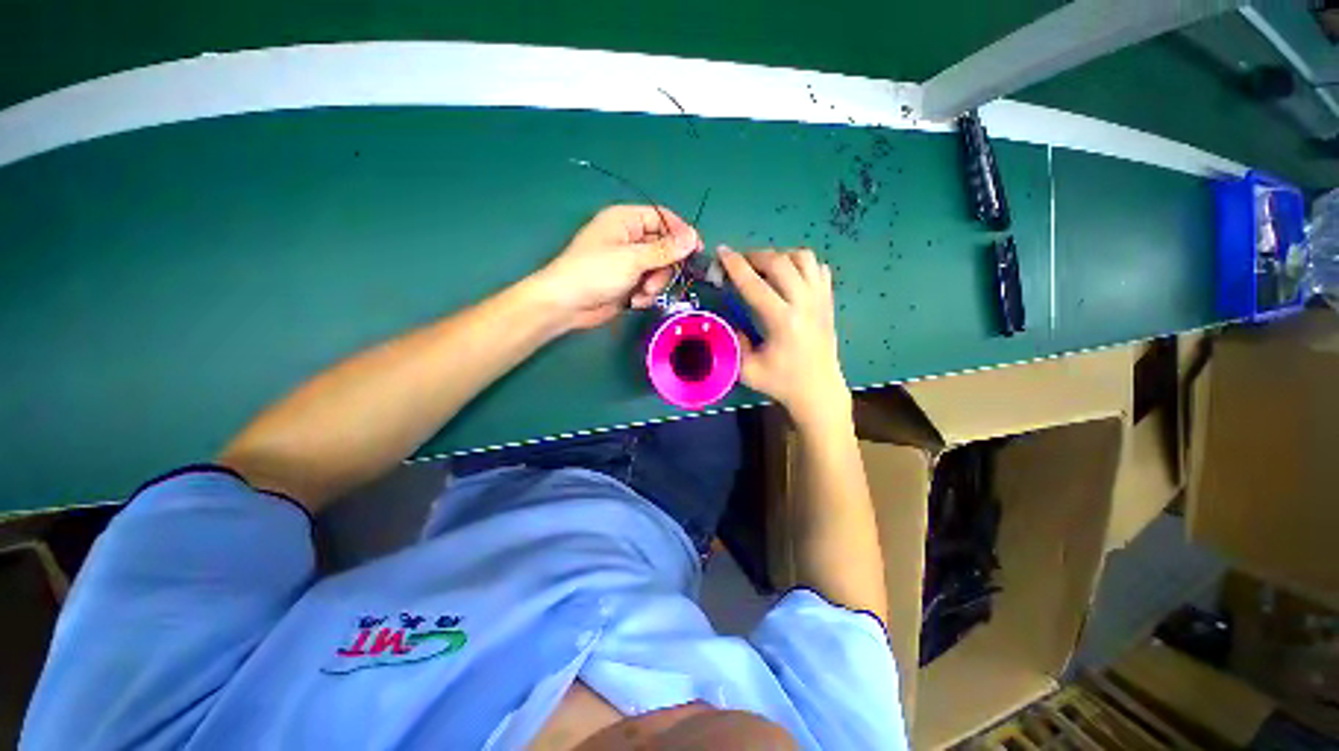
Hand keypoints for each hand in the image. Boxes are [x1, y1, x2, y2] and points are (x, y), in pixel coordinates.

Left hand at [531, 205, 701, 329]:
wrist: (567, 305)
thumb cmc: (595, 272)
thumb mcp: (633, 259)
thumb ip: (665, 250)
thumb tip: (694, 238)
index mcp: (626, 221)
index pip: (663, 219)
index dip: (681, 233)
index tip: (697, 251)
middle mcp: (629, 239)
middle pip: (664, 248)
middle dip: (663, 268)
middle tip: (655, 281)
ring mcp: (629, 263)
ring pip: (659, 270)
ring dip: (654, 285)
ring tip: (640, 294)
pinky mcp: (628, 283)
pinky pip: (649, 286)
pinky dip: (645, 295)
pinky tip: (634, 302)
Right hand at [719, 246, 850, 423]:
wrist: (818, 390)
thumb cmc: (781, 382)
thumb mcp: (747, 369)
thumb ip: (734, 341)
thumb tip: (732, 319)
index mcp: (783, 322)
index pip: (755, 284)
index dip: (735, 266)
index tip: (721, 252)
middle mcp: (804, 304)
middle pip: (779, 262)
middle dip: (754, 255)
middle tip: (739, 262)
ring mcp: (820, 299)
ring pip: (803, 258)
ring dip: (779, 255)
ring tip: (764, 267)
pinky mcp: (828, 300)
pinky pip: (817, 268)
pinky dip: (800, 263)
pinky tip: (788, 276)